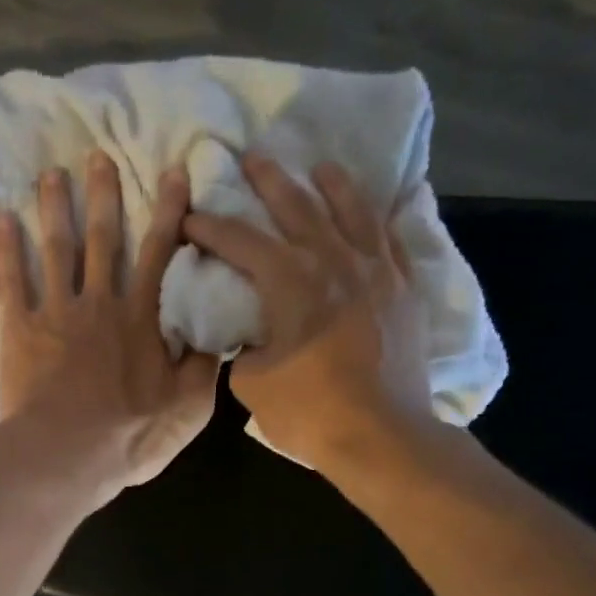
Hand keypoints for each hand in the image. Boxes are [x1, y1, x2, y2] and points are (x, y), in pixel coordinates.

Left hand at [0, 153, 219, 502]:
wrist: (64, 455)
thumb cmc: (129, 436)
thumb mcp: (187, 408)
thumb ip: (203, 366)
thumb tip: (218, 334)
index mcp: (141, 318)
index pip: (160, 253)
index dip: (169, 212)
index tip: (173, 172)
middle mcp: (99, 303)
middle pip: (103, 239)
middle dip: (103, 196)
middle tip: (98, 156)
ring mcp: (55, 312)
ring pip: (56, 249)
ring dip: (54, 209)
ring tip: (51, 175)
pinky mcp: (19, 330)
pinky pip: (11, 280)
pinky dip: (5, 249)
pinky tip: (1, 219)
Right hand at [183, 154, 436, 470]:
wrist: (383, 437)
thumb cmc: (310, 412)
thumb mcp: (252, 383)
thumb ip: (246, 347)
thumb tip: (253, 336)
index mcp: (290, 281)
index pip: (241, 241)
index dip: (211, 227)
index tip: (190, 217)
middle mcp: (334, 262)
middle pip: (298, 208)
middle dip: (270, 182)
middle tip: (252, 158)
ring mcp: (377, 273)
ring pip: (353, 213)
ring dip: (332, 186)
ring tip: (320, 166)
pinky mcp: (405, 292)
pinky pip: (392, 242)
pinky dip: (380, 221)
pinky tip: (376, 211)